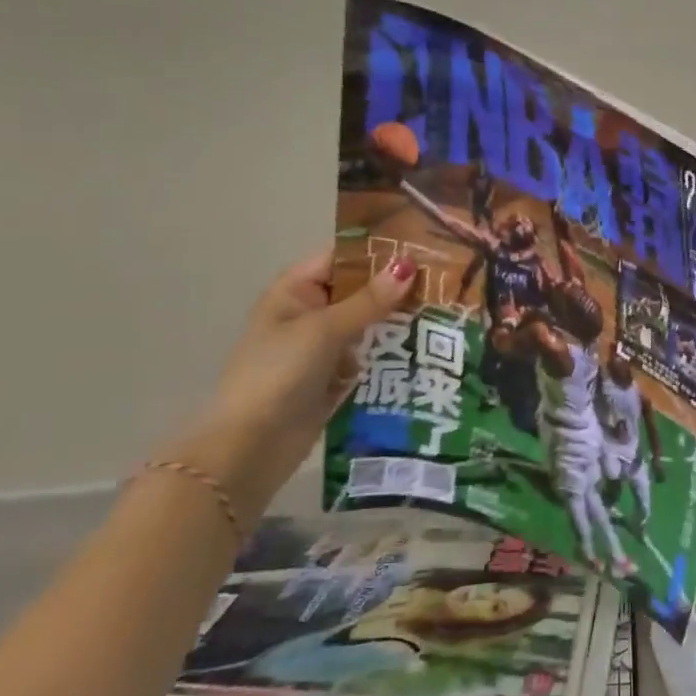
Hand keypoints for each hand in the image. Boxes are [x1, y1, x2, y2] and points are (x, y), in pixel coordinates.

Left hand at [169, 249, 417, 522]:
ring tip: (443, 312)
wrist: (250, 447)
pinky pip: (368, 356)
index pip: (342, 259)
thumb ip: (369, 300)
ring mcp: (322, 348)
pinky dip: (391, 352)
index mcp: (295, 292)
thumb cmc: (279, 374)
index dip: (379, 252)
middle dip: (396, 289)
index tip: (424, 248)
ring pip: (368, 324)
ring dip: (397, 322)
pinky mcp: (334, 378)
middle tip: (444, 282)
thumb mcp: (324, 330)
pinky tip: (427, 348)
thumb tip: (408, 264)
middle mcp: (309, 314)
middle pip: (359, 291)